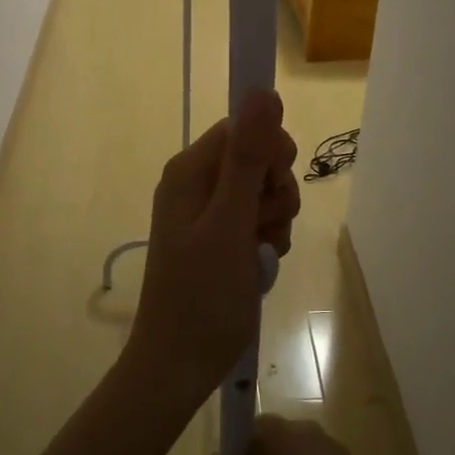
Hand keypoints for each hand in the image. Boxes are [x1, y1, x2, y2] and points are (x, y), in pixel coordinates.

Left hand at [126, 90, 299, 407]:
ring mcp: (207, 211)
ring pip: (263, 191)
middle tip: (261, 227)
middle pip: (257, 158)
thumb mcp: (230, 223)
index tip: (271, 189)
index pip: (244, 127)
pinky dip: (267, 239)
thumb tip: (263, 90)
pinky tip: (258, 265)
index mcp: (190, 170)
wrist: (180, 364)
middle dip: (274, 190)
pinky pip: (257, 219)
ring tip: (258, 253)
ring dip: (273, 219)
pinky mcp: (219, 237)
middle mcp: (196, 183)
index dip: (268, 153)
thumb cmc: (204, 295)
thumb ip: (248, 157)